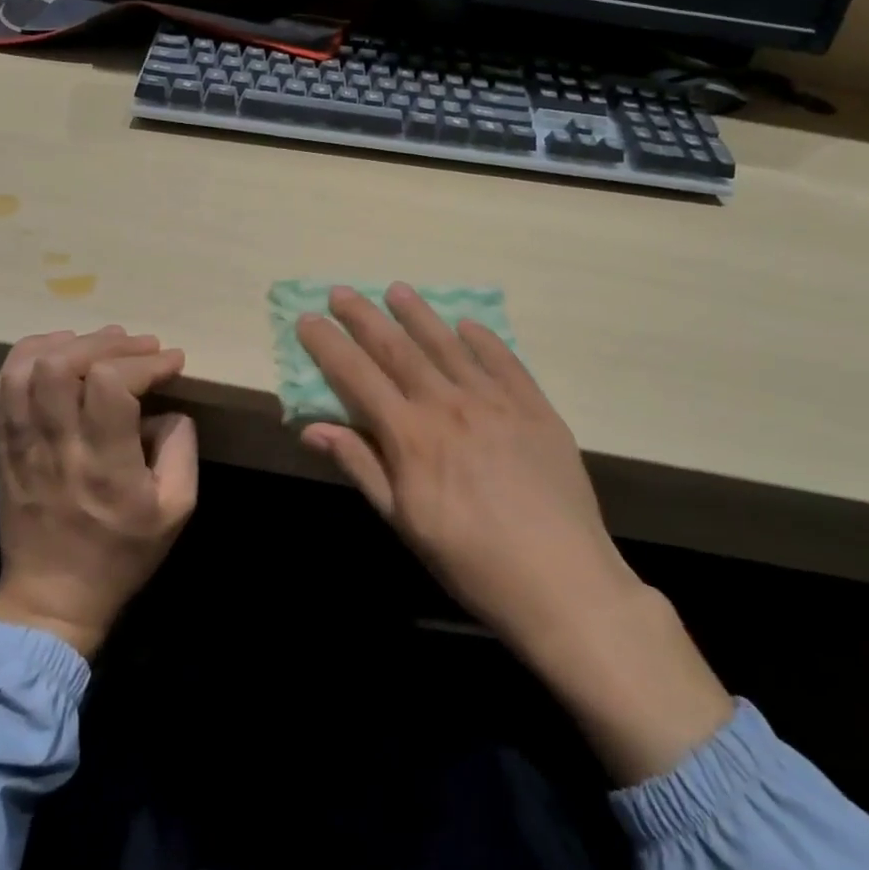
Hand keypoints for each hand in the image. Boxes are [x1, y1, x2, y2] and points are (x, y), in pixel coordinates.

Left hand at [0, 326, 197, 658]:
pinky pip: (3, 388)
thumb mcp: (177, 508)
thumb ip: (182, 449)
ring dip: (67, 343)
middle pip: (63, 366)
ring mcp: (22, 445)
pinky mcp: (4, 447)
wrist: (52, 598)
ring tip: (100, 344)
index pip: (111, 385)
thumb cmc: (122, 554)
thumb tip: (168, 409)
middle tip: (139, 346)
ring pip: (25, 370)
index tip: (172, 362)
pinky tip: (59, 353)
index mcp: (105, 465)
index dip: (145, 362)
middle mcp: (58, 447)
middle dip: (107, 343)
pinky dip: (29, 356)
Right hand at [297, 285, 731, 781]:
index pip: (357, 376)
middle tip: (342, 291)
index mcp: (411, 435)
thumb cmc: (470, 561)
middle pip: (398, 349)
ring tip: (398, 290)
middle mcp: (449, 404)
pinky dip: (482, 338)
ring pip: (448, 345)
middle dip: (365, 317)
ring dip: (419, 315)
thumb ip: (361, 466)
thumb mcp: (404, 522)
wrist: (561, 579)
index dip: (329, 345)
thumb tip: (312, 427)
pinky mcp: (534, 406)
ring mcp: (496, 400)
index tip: (307, 319)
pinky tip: (467, 325)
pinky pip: (503, 360)